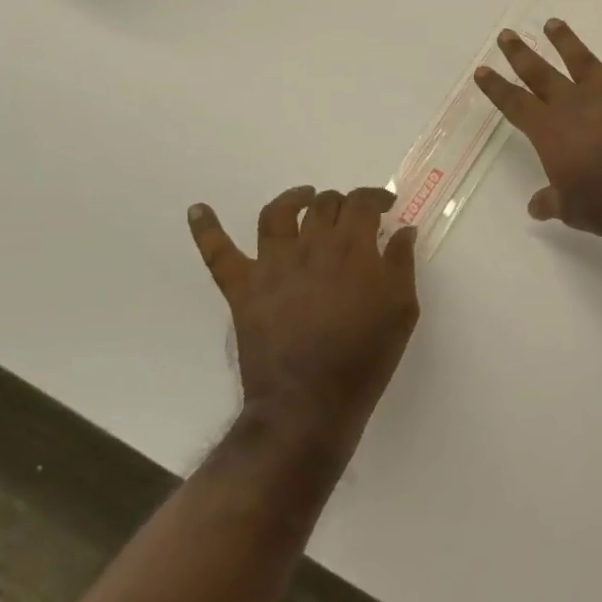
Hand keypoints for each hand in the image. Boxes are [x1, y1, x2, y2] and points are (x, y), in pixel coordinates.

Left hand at [186, 188, 418, 434]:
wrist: (309, 403)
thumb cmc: (365, 356)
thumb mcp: (402, 308)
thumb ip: (402, 263)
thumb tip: (403, 231)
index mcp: (352, 247)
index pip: (362, 202)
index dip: (376, 198)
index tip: (386, 206)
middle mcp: (311, 244)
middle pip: (324, 204)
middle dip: (342, 202)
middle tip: (351, 217)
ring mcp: (272, 264)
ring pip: (277, 214)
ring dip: (293, 199)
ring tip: (303, 198)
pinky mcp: (242, 288)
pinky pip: (219, 253)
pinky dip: (205, 229)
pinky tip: (197, 210)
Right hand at [474, 19, 601, 237]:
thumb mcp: (571, 210)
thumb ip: (552, 202)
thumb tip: (535, 206)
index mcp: (549, 131)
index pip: (514, 104)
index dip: (497, 87)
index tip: (482, 70)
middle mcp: (574, 103)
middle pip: (540, 73)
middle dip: (520, 54)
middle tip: (507, 35)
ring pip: (581, 59)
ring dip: (566, 41)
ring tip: (553, 23)